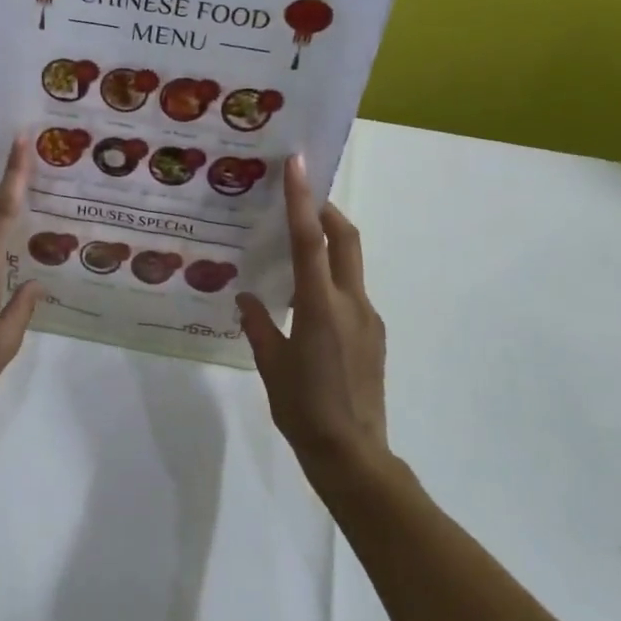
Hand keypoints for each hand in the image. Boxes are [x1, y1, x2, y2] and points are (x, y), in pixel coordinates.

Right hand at [238, 154, 387, 472]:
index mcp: (320, 307)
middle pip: (345, 238)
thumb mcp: (271, 365)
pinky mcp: (373, 335)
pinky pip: (350, 292)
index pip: (310, 240)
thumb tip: (247, 298)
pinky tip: (305, 301)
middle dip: (325, 210)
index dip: (301, 199)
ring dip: (328, 244)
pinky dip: (330, 279)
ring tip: (294, 250)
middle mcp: (351, 303)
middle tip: (300, 196)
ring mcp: (368, 318)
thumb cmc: (304, 410)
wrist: (354, 456)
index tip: (298, 163)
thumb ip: (259, 325)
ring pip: (350, 265)